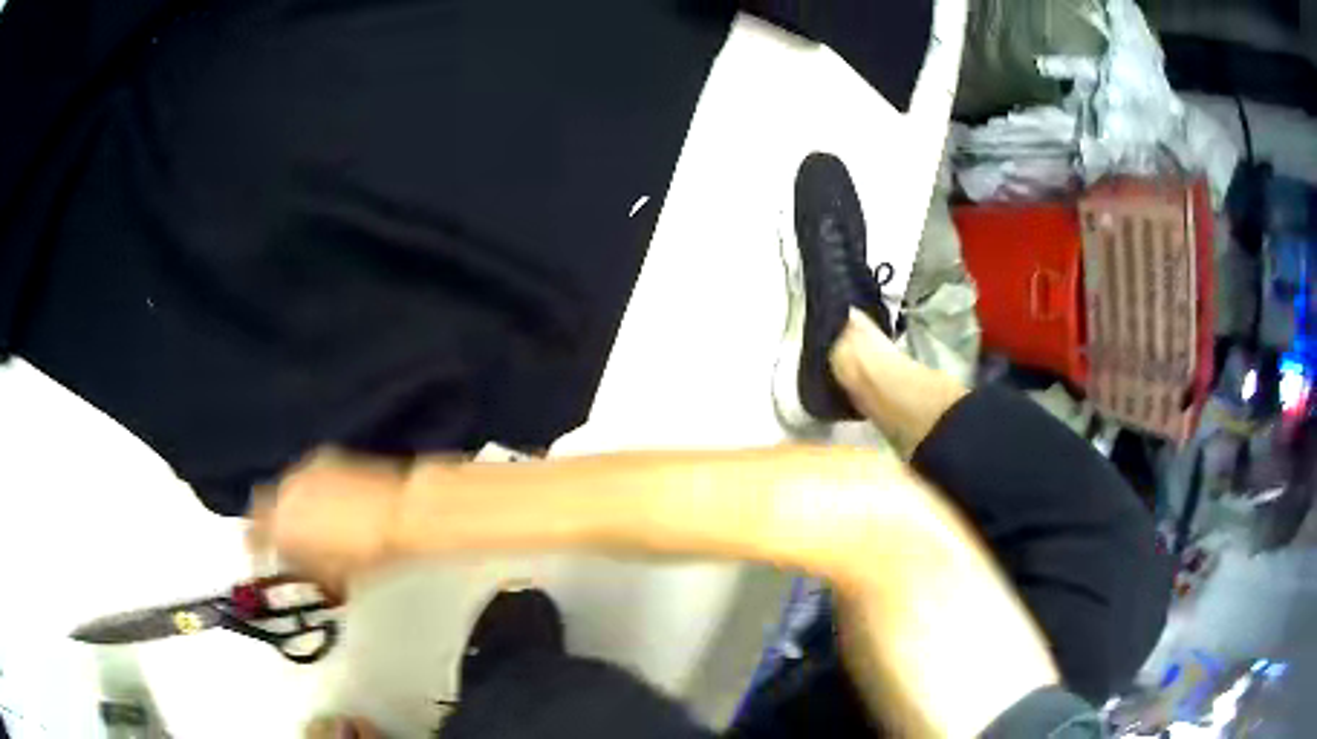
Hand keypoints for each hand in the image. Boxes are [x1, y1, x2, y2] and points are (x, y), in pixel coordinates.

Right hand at [247, 451, 405, 593]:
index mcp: (281, 528)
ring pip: (283, 486)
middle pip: (263, 504)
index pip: (253, 536)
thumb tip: (298, 566)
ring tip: (306, 517)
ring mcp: (303, 470)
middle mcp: (283, 494)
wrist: (401, 512)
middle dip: (268, 519)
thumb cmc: (368, 555)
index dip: (254, 546)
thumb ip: (306, 567)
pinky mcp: (324, 455)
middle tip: (281, 535)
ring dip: (288, 501)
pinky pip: (305, 473)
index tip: (258, 554)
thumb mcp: (332, 574)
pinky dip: (308, 486)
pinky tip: (326, 498)